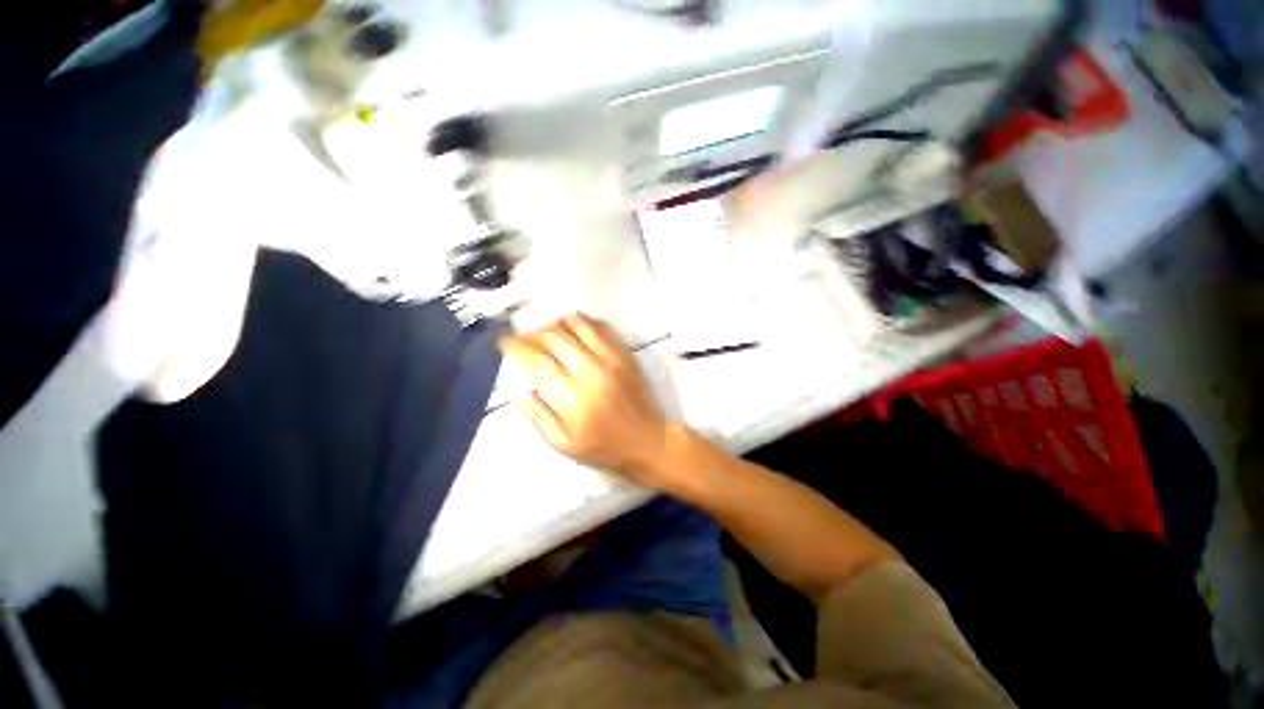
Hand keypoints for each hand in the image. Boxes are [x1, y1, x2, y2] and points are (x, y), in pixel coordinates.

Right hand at [500, 315, 675, 483]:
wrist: (649, 441)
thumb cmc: (605, 448)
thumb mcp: (564, 444)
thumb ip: (538, 416)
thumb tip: (518, 391)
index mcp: (573, 398)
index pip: (537, 361)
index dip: (516, 347)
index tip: (504, 342)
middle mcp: (591, 371)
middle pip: (554, 337)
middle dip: (531, 333)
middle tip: (523, 340)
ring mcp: (611, 358)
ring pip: (576, 324)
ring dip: (555, 324)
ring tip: (546, 334)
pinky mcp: (625, 354)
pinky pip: (600, 326)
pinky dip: (581, 322)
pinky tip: (573, 332)